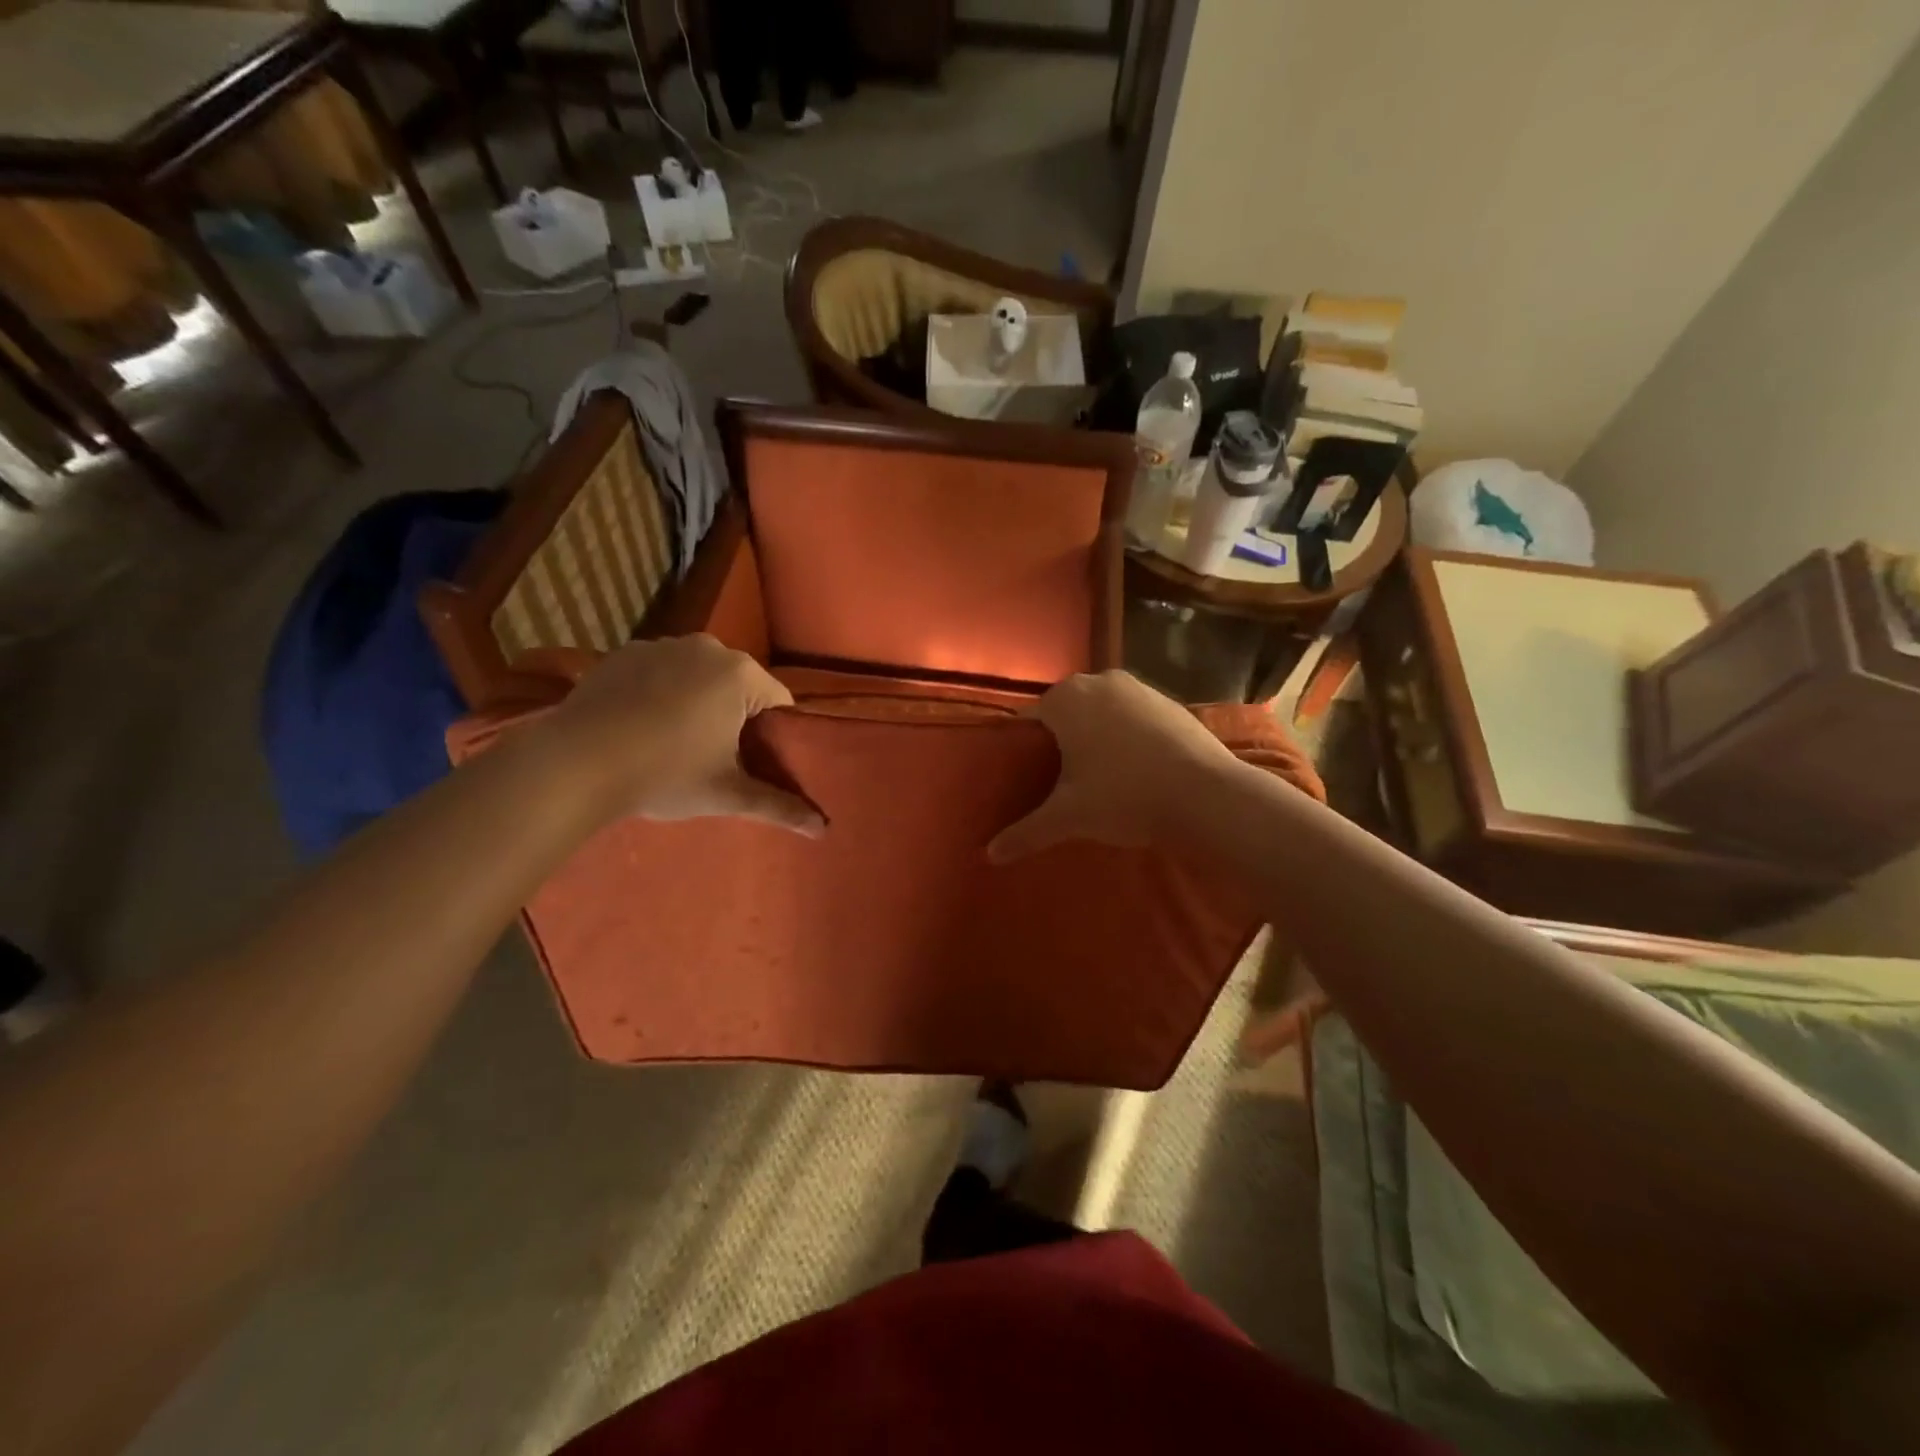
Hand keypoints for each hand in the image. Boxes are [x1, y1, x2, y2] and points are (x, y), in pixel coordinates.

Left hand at [545, 636, 824, 835]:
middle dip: (733, 717)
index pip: (779, 703)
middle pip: (739, 686)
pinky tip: (641, 725)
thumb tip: (824, 829)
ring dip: (696, 702)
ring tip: (673, 742)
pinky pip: (660, 672)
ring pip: (698, 676)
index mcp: (741, 675)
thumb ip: (779, 807)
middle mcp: (707, 647)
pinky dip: (660, 692)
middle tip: (713, 758)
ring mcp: (661, 645)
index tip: (752, 763)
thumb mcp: (727, 794)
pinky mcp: (623, 653)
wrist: (574, 764)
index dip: (772, 736)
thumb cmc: (664, 775)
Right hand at [986, 671, 1235, 862]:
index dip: (1024, 750)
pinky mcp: (1171, 702)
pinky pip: (1134, 718)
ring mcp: (1139, 688)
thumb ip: (1025, 833)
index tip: (1028, 780)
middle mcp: (1099, 681)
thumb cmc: (1124, 796)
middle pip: (1066, 713)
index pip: (1029, 720)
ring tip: (1099, 780)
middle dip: (1062, 743)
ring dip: (1097, 738)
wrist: (1206, 795)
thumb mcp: (1068, 818)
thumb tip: (988, 855)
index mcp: (1065, 698)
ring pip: (1102, 713)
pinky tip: (1137, 771)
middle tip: (1061, 785)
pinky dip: (1129, 738)